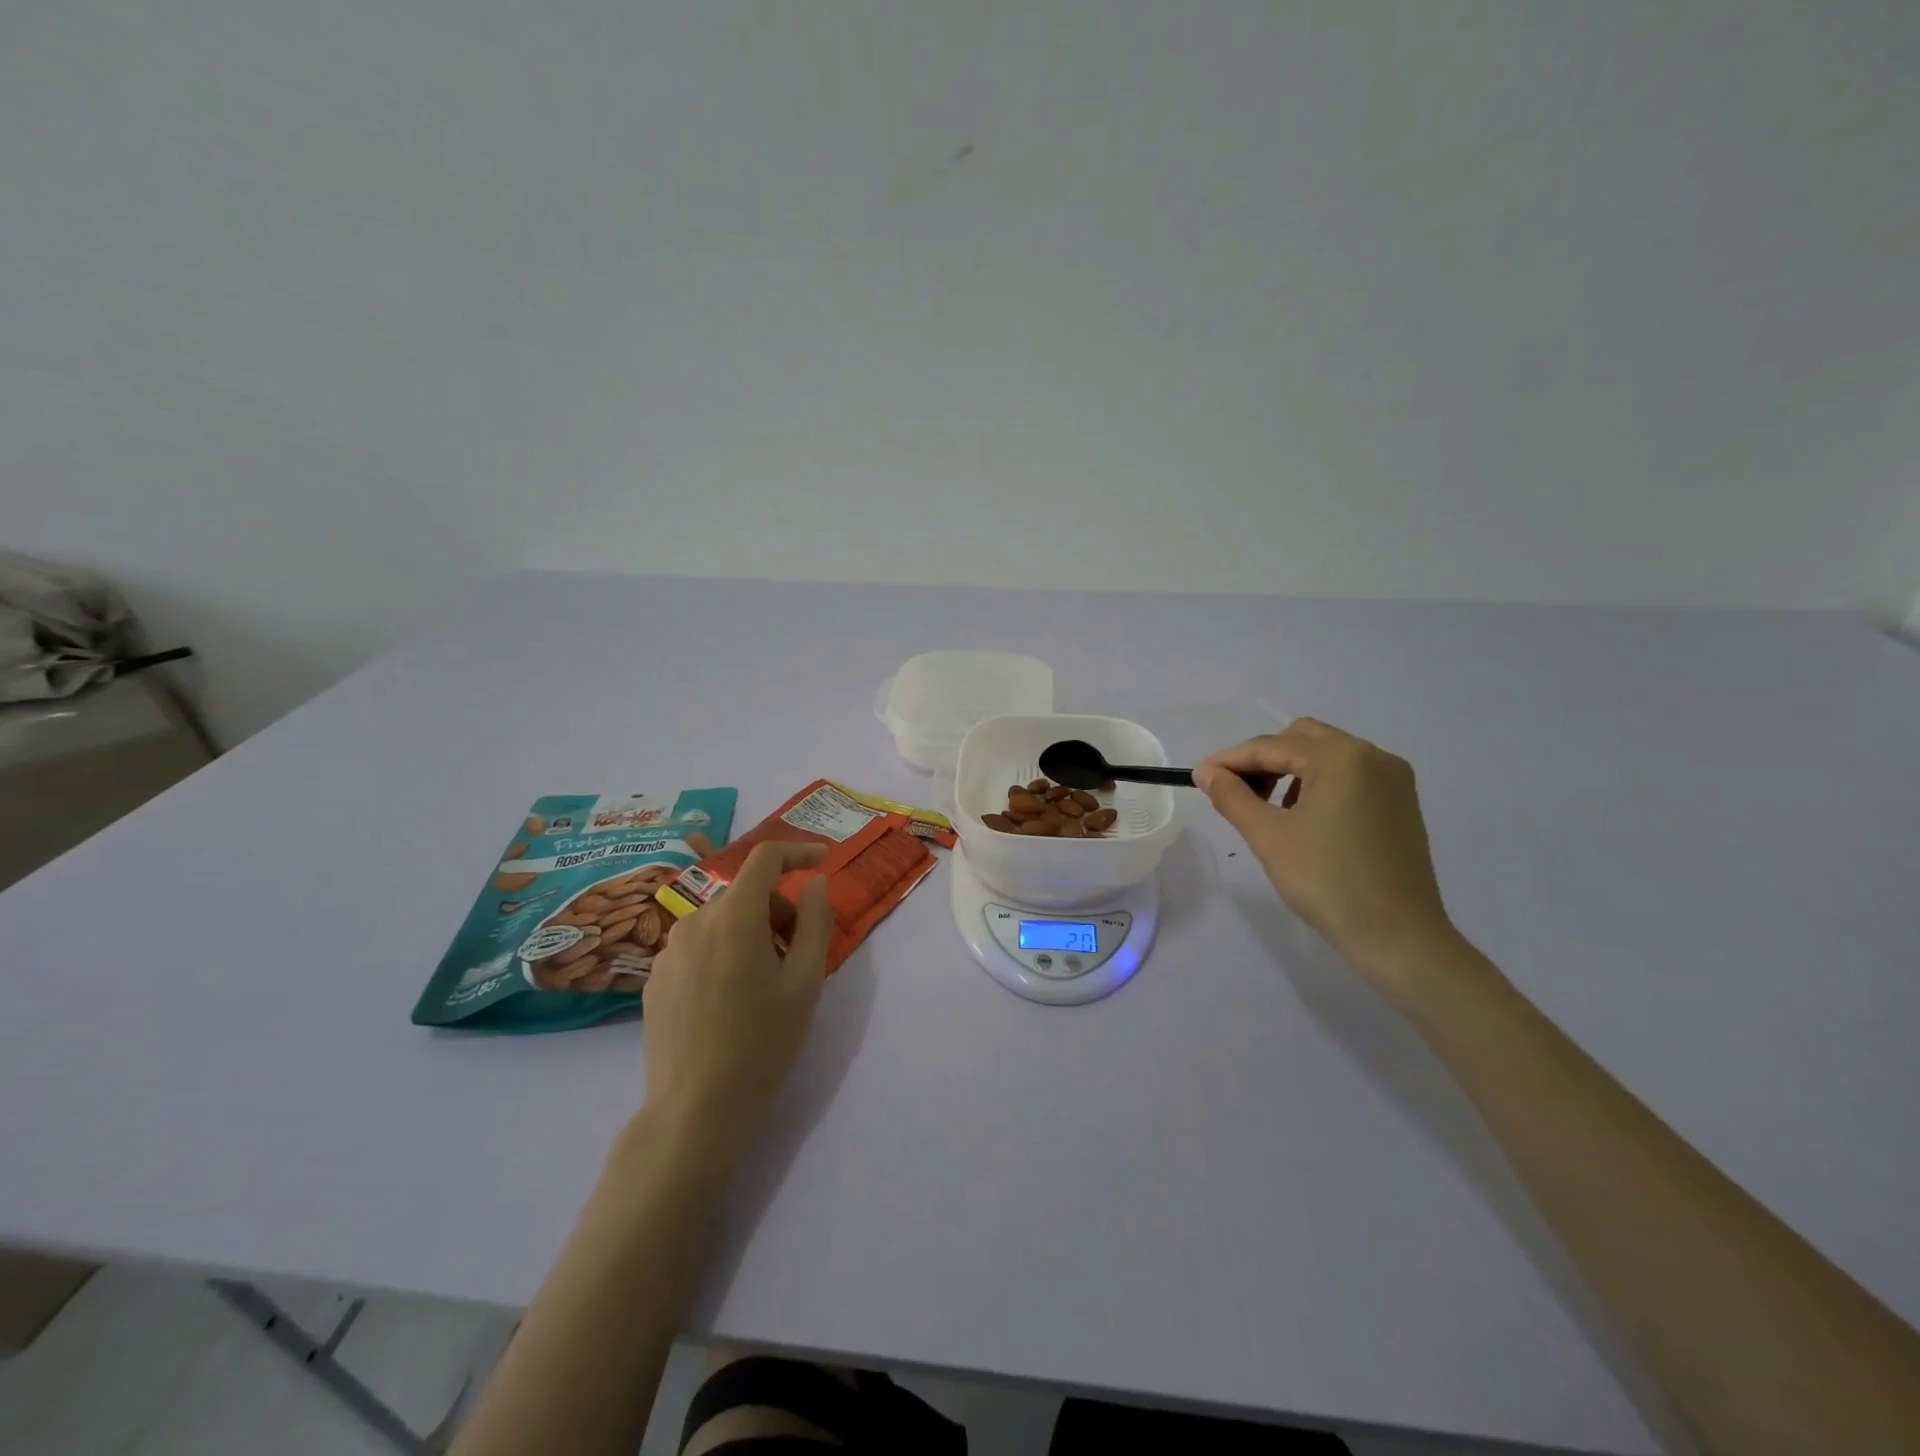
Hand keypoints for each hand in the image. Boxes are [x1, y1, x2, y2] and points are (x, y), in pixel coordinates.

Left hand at [640, 842, 832, 1150]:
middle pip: (746, 894)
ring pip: (721, 920)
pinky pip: (698, 947)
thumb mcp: (805, 982)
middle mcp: (694, 921)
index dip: (798, 852)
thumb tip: (815, 882)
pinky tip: (730, 1001)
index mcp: (734, 916)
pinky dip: (723, 954)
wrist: (695, 1112)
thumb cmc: (762, 1043)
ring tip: (765, 983)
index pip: (765, 858)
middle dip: (778, 911)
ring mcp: (668, 951)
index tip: (823, 861)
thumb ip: (815, 921)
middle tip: (798, 955)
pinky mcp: (654, 979)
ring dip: (750, 933)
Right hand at [1195, 719, 1455, 982]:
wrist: (1398, 936)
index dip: (1230, 760)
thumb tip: (1207, 773)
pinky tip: (1304, 818)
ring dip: (1290, 770)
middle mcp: (1372, 756)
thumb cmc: (1327, 881)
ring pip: (1326, 756)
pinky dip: (1318, 784)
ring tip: (1267, 808)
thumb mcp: (1268, 836)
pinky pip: (1349, 776)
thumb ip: (1232, 796)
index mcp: (1341, 758)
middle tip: (1235, 792)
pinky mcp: (1400, 803)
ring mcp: (1393, 779)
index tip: (1198, 778)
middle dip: (1262, 760)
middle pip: (1301, 739)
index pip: (1272, 746)